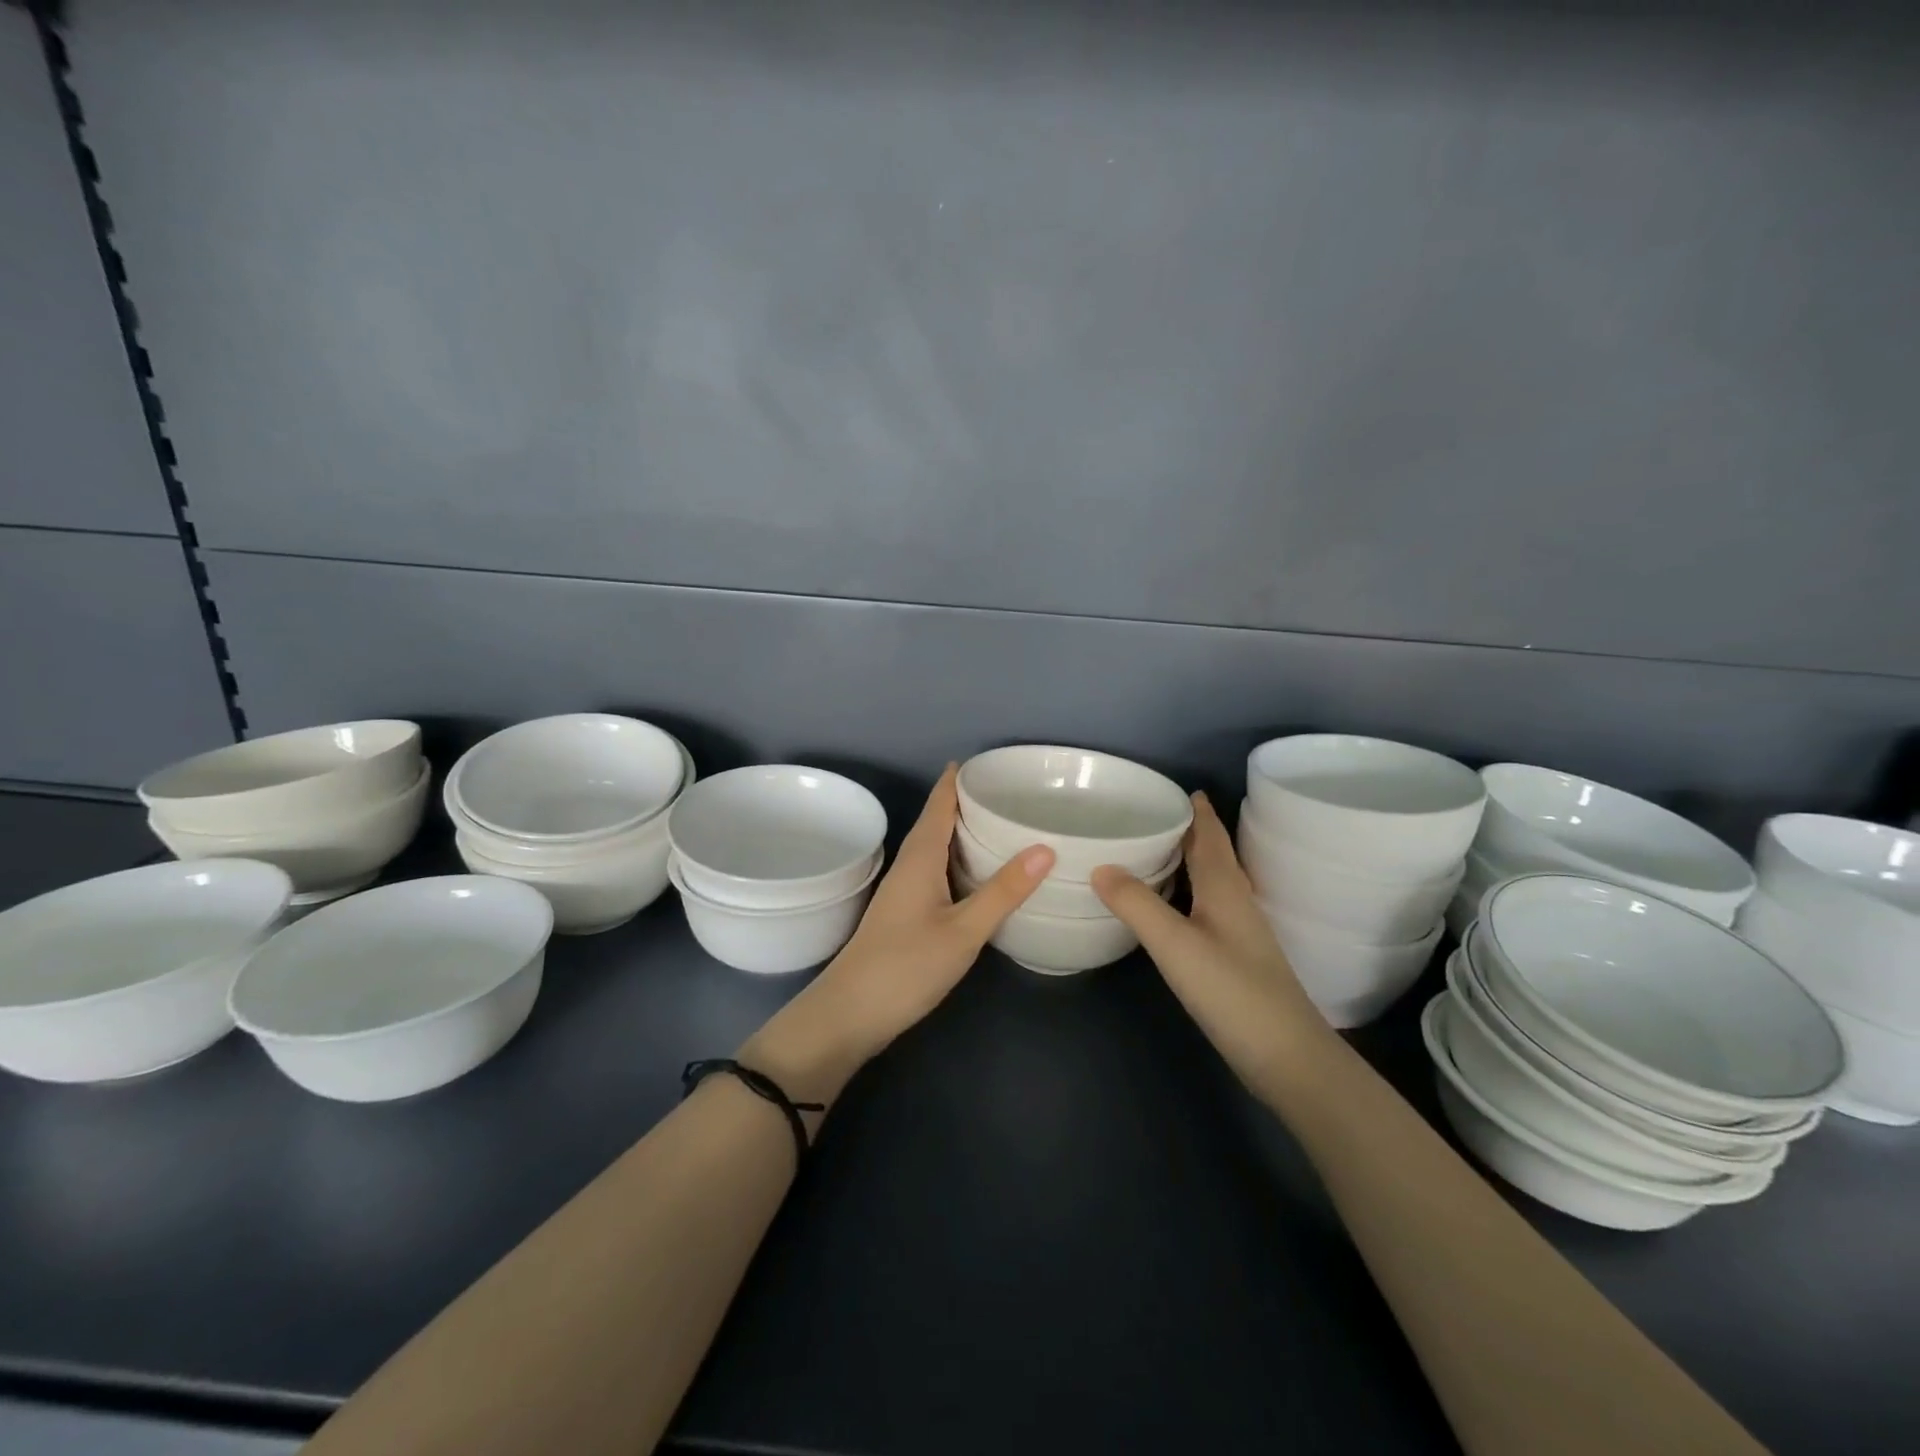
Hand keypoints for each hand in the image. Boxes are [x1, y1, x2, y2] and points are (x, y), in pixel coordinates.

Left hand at [741, 765, 1053, 1108]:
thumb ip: (1003, 891)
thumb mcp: (963, 930)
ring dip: (962, 829)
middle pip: (937, 819)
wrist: (850, 1013)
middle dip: (967, 800)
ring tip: (999, 821)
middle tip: (1009, 789)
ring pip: (936, 845)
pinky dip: (957, 858)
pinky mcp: (905, 911)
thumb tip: (1045, 847)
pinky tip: (976, 871)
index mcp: (921, 856)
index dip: (958, 778)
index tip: (988, 761)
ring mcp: (904, 889)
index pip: (939, 803)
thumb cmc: (906, 966)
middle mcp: (910, 864)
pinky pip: (935, 868)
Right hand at [1092, 792, 1330, 1091]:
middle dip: (1191, 830)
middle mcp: (1236, 901)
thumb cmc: (1232, 992)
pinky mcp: (1237, 957)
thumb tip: (1100, 866)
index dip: (1197, 811)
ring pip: (1213, 880)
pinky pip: (1209, 905)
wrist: (1287, 1056)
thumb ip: (1137, 904)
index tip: (1178, 788)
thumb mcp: (1176, 944)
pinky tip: (1173, 905)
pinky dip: (1190, 891)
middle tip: (1156, 813)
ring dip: (1191, 859)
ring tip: (1158, 849)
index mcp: (1225, 888)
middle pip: (1214, 854)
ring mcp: (1240, 931)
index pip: (1210, 836)